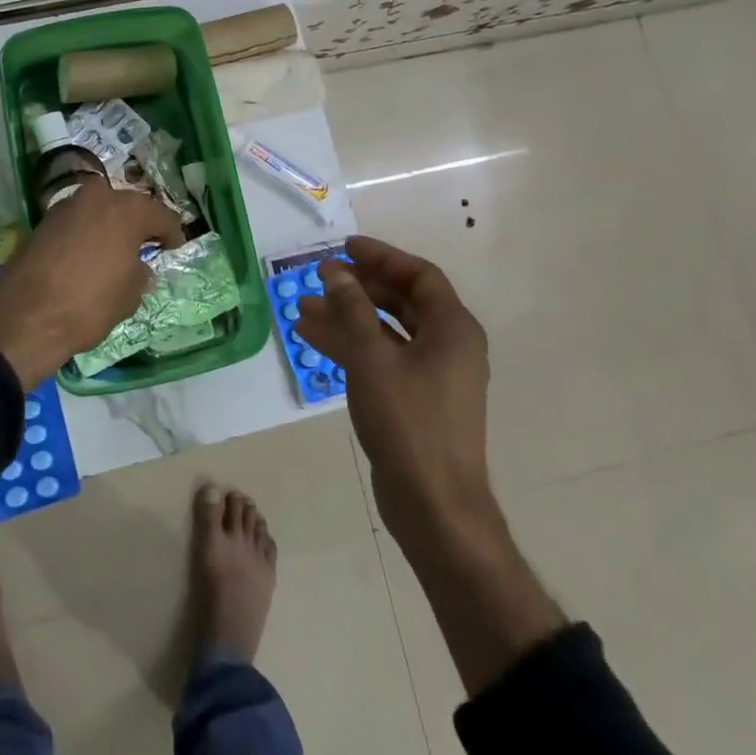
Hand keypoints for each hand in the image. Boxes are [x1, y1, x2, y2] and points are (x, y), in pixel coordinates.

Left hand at [0, 181, 183, 387]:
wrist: (26, 317)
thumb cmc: (89, 304)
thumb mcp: (130, 295)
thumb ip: (140, 273)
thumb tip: (138, 267)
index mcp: (127, 209)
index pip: (161, 215)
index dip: (172, 233)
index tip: (175, 247)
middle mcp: (97, 197)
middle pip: (128, 205)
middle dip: (139, 223)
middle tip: (146, 243)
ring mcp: (66, 205)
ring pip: (98, 209)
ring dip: (109, 224)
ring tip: (115, 249)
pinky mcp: (42, 221)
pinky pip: (76, 221)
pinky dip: (86, 232)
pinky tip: (88, 254)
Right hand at [295, 236, 495, 560]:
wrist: (434, 507)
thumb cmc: (409, 423)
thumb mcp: (373, 358)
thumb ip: (352, 309)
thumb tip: (335, 271)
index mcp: (453, 329)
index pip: (419, 275)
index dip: (382, 257)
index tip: (345, 247)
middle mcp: (448, 345)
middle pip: (402, 300)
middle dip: (359, 287)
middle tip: (321, 276)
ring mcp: (432, 375)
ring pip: (386, 331)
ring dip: (347, 316)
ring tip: (303, 307)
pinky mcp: (414, 399)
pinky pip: (381, 358)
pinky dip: (351, 345)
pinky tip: (312, 337)